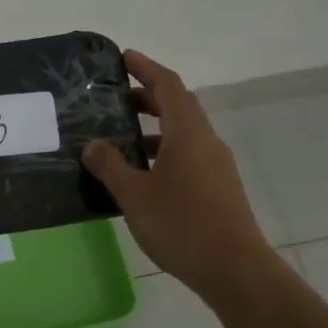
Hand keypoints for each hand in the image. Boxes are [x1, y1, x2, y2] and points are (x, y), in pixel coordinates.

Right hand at [83, 50, 272, 300]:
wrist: (235, 270)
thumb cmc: (181, 225)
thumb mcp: (134, 195)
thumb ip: (111, 166)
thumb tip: (93, 144)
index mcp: (188, 133)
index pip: (168, 86)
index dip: (146, 68)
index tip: (124, 58)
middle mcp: (206, 142)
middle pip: (178, 106)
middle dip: (148, 96)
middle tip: (116, 98)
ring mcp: (216, 166)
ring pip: (184, 133)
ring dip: (155, 127)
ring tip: (123, 136)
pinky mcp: (219, 188)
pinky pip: (188, 155)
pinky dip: (164, 151)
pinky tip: (143, 173)